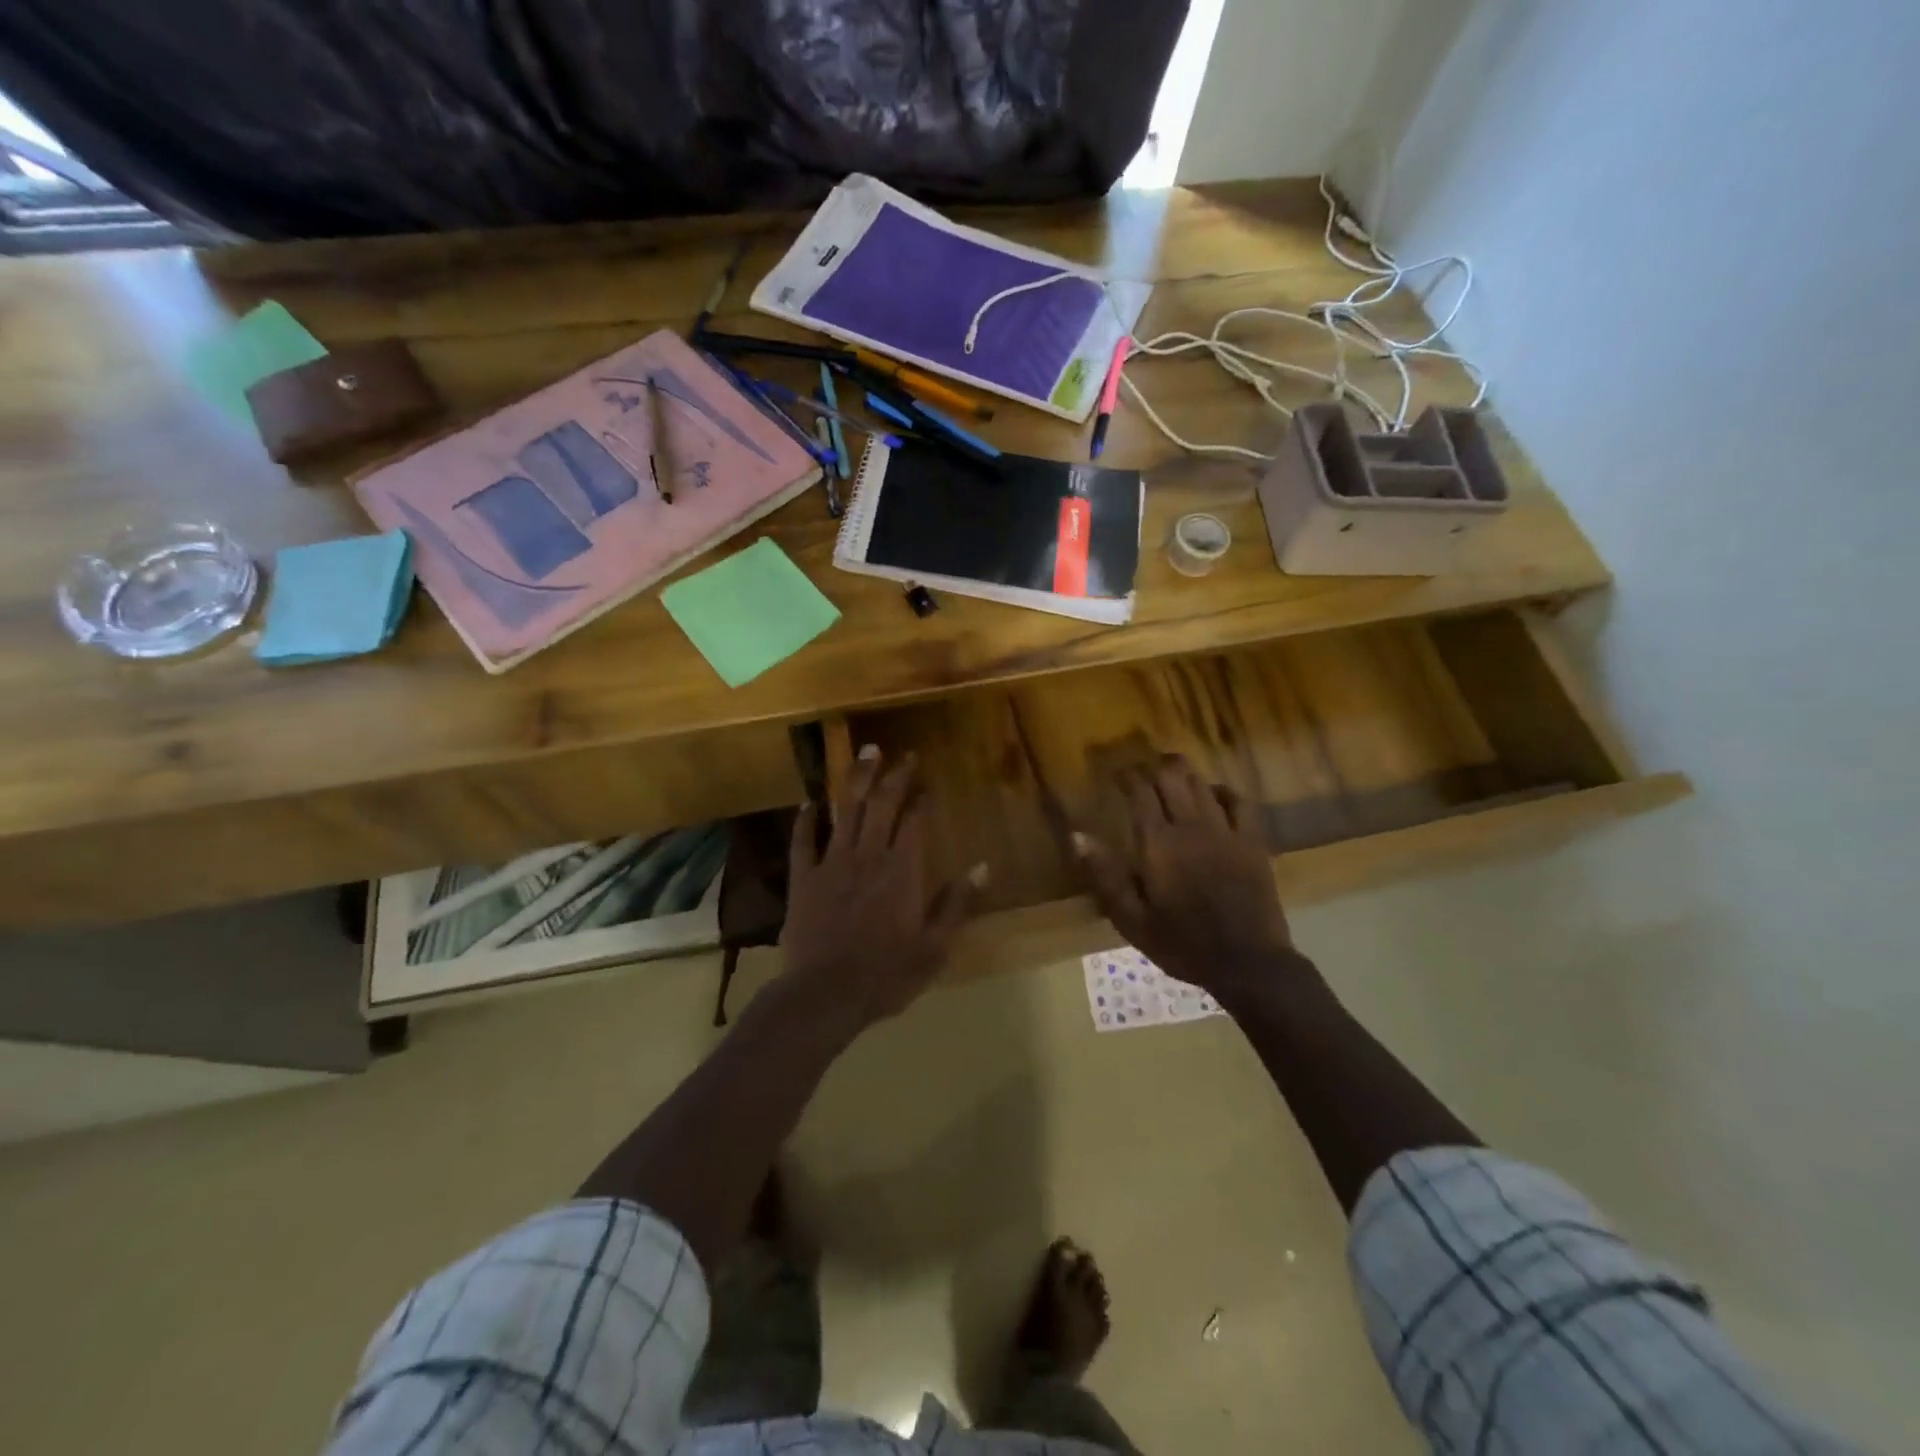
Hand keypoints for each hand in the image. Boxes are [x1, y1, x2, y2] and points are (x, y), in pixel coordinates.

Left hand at [779, 746, 982, 1031]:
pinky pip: (802, 841)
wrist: (825, 995)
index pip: (915, 822)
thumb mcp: (934, 947)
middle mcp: (868, 856)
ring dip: (856, 780)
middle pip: (882, 805)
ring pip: (846, 811)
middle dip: (894, 776)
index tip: (927, 783)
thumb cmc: (886, 975)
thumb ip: (957, 904)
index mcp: (902, 871)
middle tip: (902, 753)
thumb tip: (983, 867)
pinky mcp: (803, 879)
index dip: (922, 799)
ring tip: (865, 754)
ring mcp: (831, 864)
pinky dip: (806, 820)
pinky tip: (809, 802)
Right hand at [1074, 755, 1305, 1004]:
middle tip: (1143, 772)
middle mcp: (1191, 827)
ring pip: (1202, 784)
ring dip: (1184, 774)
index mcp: (1158, 844)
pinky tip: (1214, 793)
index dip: (1128, 776)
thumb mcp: (1131, 919)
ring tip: (1172, 774)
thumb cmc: (1182, 944)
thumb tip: (1078, 835)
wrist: (1247, 962)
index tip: (1117, 775)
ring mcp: (1226, 831)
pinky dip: (1222, 791)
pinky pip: (1239, 802)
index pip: (1140, 792)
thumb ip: (1105, 874)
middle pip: (1172, 778)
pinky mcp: (1252, 842)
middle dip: (1154, 767)